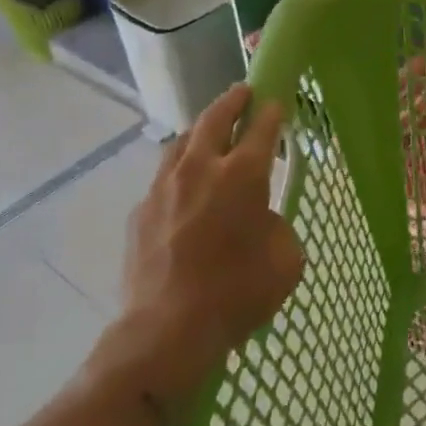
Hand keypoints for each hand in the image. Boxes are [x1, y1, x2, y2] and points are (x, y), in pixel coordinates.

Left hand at [88, 84, 304, 406]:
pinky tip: (183, 191)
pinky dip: (178, 173)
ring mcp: (163, 188)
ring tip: (208, 133)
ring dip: (199, 131)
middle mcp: (201, 169)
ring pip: (181, 142)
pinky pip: (162, 179)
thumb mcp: (285, 260)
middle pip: (214, 118)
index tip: (276, 101)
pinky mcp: (140, 212)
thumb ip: (277, 226)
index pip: (261, 128)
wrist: (165, 332)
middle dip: (232, 101)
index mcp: (242, 175)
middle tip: (242, 93)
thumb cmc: (237, 293)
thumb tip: (260, 219)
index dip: (271, 111)